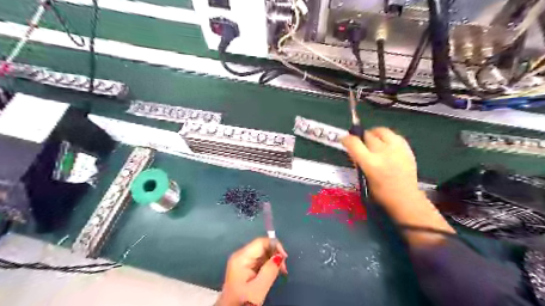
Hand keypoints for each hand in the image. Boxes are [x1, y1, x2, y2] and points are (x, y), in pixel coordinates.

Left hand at [217, 237, 286, 303]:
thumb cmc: (243, 302)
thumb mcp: (258, 288)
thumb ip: (270, 270)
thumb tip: (280, 255)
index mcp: (241, 257)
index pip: (261, 242)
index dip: (275, 246)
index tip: (285, 258)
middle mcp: (240, 255)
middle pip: (262, 246)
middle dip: (275, 254)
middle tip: (283, 269)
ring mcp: (241, 261)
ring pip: (262, 253)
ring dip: (272, 260)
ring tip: (280, 272)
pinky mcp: (244, 267)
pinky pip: (259, 260)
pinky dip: (268, 265)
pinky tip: (272, 274)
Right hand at [344, 127, 420, 207]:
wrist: (406, 199)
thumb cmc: (380, 194)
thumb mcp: (364, 178)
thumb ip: (359, 162)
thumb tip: (353, 150)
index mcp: (370, 163)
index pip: (354, 143)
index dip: (346, 139)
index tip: (344, 140)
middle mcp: (383, 153)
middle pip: (367, 135)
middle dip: (361, 138)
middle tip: (360, 144)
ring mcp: (396, 149)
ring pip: (382, 131)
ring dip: (374, 134)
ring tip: (373, 139)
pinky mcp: (407, 149)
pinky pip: (395, 135)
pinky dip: (387, 137)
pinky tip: (386, 143)